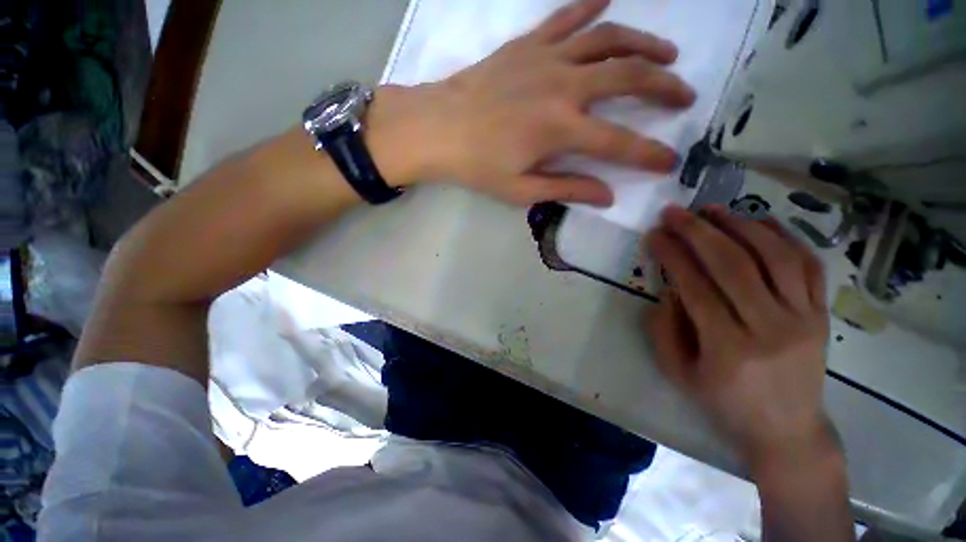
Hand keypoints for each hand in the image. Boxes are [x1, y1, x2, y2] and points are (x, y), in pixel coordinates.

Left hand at [368, 0, 695, 205]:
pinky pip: (566, 18)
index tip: (669, 162)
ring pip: (608, 39)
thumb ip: (565, 189)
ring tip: (667, 52)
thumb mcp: (520, 190)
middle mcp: (564, 87)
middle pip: (628, 77)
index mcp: (561, 130)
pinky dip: (590, 6)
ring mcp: (546, 58)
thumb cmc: (476, 165)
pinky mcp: (528, 45)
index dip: (647, 155)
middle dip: (664, 87)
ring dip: (643, 42)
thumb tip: (606, 196)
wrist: (437, 129)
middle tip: (685, 96)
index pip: (618, 144)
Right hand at [645, 205, 835, 470]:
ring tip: (712, 209)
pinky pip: (809, 265)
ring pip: (775, 257)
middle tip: (675, 212)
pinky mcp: (823, 314)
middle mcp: (771, 328)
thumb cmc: (725, 403)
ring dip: (740, 225)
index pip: (696, 288)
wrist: (787, 429)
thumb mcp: (679, 373)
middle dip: (699, 232)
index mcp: (729, 349)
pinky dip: (785, 236)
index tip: (654, 235)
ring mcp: (804, 318)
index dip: (672, 256)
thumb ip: (664, 329)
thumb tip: (669, 289)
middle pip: (734, 265)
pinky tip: (759, 221)